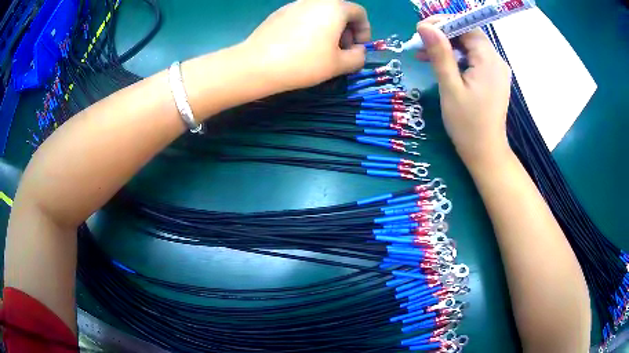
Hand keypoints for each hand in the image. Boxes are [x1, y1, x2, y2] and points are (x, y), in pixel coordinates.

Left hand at [244, 0, 370, 90]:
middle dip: (346, 31)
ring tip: (321, 51)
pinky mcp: (279, 13)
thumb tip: (358, 51)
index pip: (359, 13)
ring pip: (320, 14)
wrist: (257, 64)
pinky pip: (303, 17)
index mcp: (334, 7)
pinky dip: (310, 28)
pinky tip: (300, 46)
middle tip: (341, 51)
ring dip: (328, 30)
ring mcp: (294, 5)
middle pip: (339, 11)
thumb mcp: (339, 65)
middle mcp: (315, 0)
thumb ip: (358, 57)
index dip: (364, 31)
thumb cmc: (304, 63)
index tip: (357, 48)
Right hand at [416, 17, 511, 168]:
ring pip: (470, 46)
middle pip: (468, 35)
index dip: (443, 23)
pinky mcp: (493, 79)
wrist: (486, 153)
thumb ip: (440, 54)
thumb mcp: (450, 87)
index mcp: (489, 60)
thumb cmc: (468, 124)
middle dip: (443, 35)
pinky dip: (458, 58)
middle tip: (419, 44)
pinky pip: (474, 59)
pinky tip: (442, 65)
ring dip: (448, 47)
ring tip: (425, 55)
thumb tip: (425, 26)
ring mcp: (497, 70)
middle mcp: (497, 60)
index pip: (466, 26)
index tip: (421, 29)